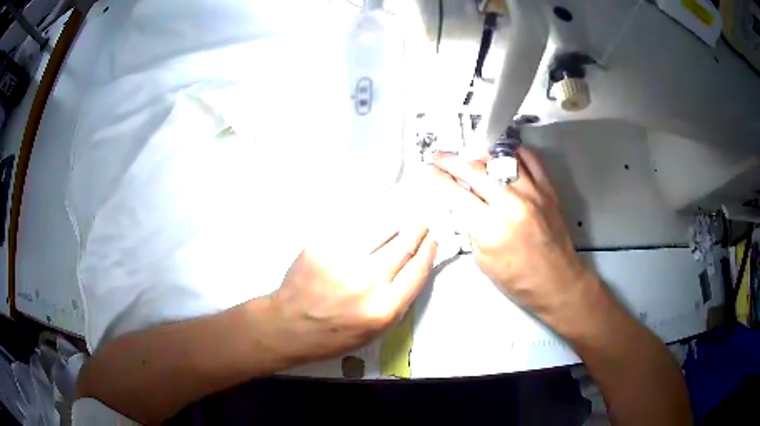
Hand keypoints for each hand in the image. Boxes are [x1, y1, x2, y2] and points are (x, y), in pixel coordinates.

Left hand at [266, 191, 436, 363]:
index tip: (433, 241)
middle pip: (402, 248)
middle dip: (417, 231)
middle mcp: (364, 283)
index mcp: (382, 310)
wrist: (287, 325)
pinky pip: (352, 228)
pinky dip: (366, 222)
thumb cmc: (333, 335)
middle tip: (422, 221)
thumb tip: (413, 267)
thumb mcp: (374, 332)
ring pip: (379, 231)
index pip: (416, 272)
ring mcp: (341, 261)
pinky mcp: (321, 246)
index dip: (428, 252)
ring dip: (395, 222)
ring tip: (401, 217)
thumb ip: (396, 302)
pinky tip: (372, 218)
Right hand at [428, 148, 596, 328]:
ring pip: (501, 158)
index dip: (437, 178)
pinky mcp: (548, 189)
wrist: (558, 282)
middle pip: (474, 170)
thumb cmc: (519, 281)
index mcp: (492, 229)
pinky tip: (501, 155)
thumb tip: (459, 204)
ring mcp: (533, 193)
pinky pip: (529, 159)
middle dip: (450, 160)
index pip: (456, 194)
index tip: (426, 169)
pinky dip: (512, 152)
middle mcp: (513, 204)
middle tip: (437, 156)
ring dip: (479, 154)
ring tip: (468, 155)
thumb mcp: (483, 261)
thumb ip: (470, 228)